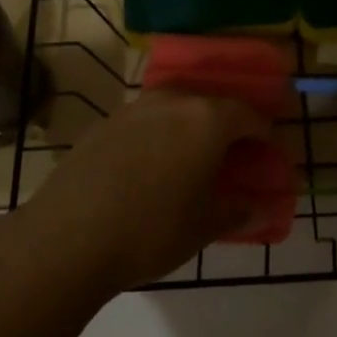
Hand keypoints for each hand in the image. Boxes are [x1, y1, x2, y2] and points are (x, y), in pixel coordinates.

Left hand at [31, 90, 270, 291]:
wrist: (68, 236)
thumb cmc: (151, 230)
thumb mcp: (203, 227)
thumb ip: (237, 210)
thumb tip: (258, 206)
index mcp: (206, 119)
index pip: (248, 115)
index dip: (264, 134)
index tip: (268, 153)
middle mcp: (172, 101)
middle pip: (210, 103)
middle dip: (226, 125)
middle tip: (232, 154)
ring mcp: (133, 107)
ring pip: (174, 107)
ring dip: (188, 126)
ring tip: (190, 158)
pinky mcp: (103, 122)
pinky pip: (144, 121)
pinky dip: (157, 135)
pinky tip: (149, 166)